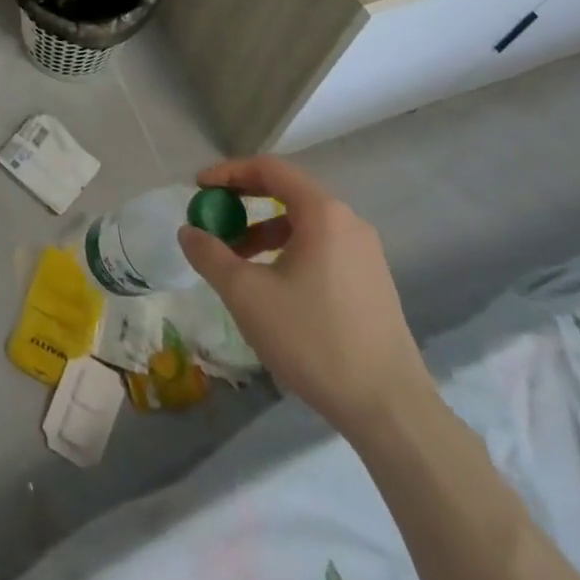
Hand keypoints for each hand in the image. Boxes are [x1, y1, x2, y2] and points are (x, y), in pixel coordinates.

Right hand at [178, 155, 434, 435]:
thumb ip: (210, 255)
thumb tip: (188, 231)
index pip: (269, 169)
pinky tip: (274, 286)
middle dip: (244, 202)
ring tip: (237, 260)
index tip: (198, 187)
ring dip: (264, 231)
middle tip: (214, 220)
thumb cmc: (314, 340)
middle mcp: (348, 222)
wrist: (391, 411)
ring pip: (304, 224)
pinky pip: (322, 247)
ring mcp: (366, 253)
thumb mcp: (247, 294)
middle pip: (287, 192)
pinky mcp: (373, 282)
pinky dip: (289, 251)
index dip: (228, 173)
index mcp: (322, 212)